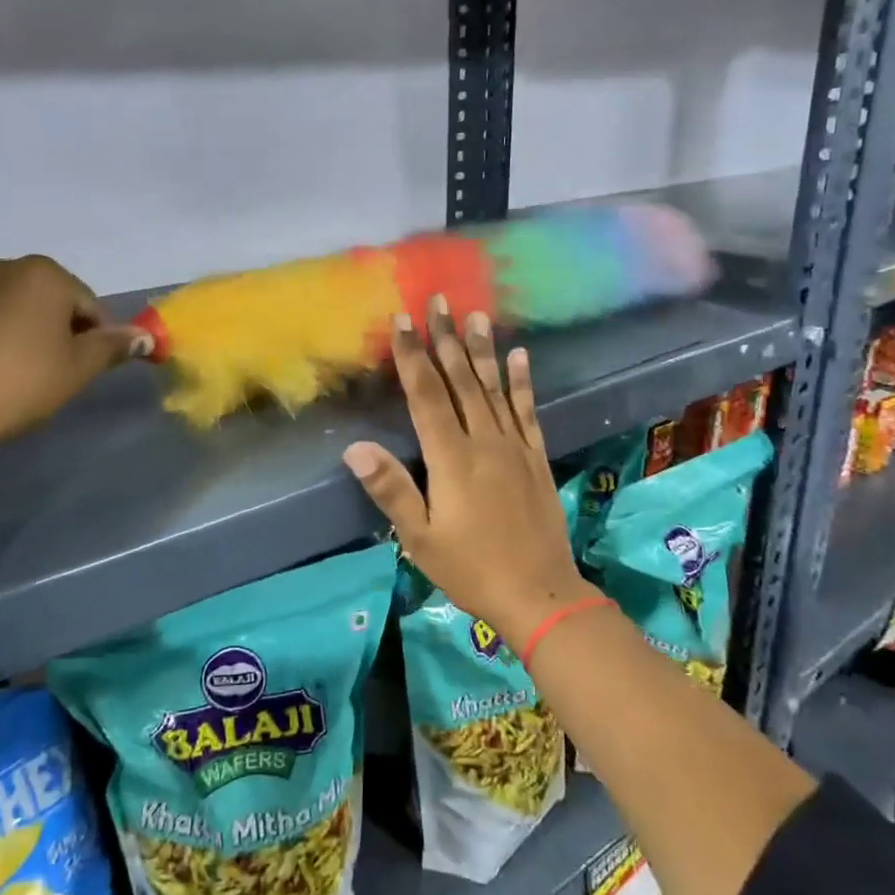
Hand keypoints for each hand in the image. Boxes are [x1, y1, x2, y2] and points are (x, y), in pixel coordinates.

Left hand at [0, 255, 139, 462]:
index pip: (87, 304)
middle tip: (48, 374)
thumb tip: (144, 336)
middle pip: (41, 301)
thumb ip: (113, 347)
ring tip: (5, 380)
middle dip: (50, 331)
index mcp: (42, 274)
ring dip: (10, 335)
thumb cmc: (19, 381)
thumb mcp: (79, 369)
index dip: (94, 338)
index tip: (84, 370)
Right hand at [342, 299, 596, 654]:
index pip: (426, 396)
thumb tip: (354, 447)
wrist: (540, 594)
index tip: (404, 321)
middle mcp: (484, 442)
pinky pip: (527, 411)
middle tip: (440, 301)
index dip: (413, 357)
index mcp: (451, 459)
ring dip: (483, 350)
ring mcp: (515, 447)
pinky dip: (522, 382)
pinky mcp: (536, 457)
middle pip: (461, 381)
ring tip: (477, 315)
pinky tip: (520, 356)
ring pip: (494, 388)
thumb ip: (391, 489)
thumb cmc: (470, 568)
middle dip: (446, 339)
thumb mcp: (420, 538)